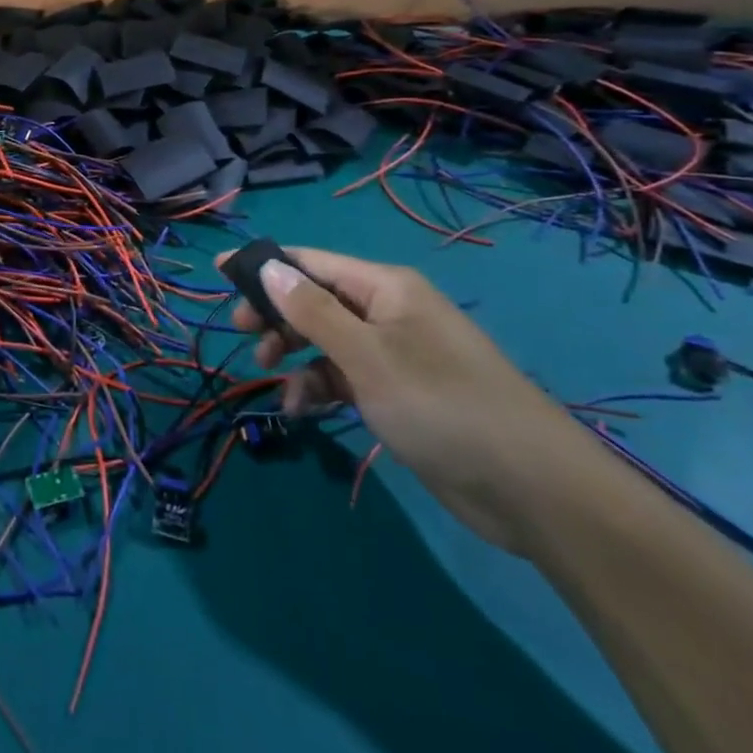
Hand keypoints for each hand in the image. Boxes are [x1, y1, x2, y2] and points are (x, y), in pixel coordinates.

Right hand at [223, 246, 598, 554]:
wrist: (533, 490)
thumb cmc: (441, 405)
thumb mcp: (366, 356)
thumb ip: (311, 311)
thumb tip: (267, 264)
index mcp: (384, 287)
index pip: (310, 262)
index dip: (264, 266)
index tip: (219, 274)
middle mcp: (387, 311)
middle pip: (314, 299)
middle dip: (277, 316)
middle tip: (245, 339)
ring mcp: (394, 354)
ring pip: (325, 340)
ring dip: (295, 357)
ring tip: (271, 380)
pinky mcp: (398, 393)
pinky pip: (344, 377)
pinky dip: (319, 388)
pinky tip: (304, 410)